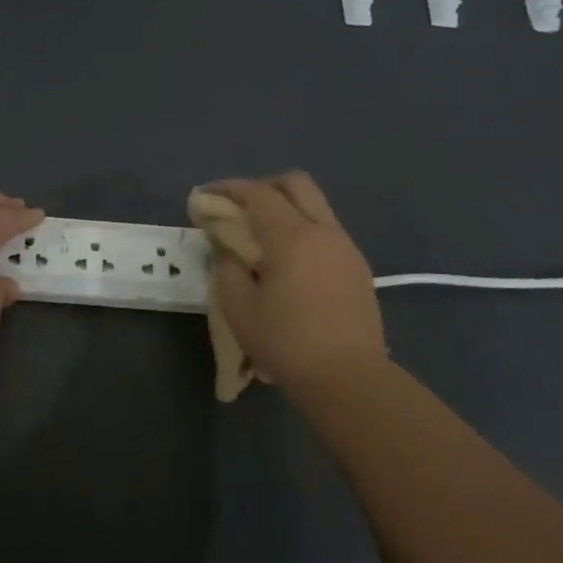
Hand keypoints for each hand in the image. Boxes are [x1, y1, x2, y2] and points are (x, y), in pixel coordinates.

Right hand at [205, 172, 386, 393]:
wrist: (348, 379)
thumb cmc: (286, 343)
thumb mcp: (238, 307)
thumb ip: (227, 267)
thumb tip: (227, 248)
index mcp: (292, 237)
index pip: (259, 193)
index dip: (229, 189)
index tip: (205, 196)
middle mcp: (324, 232)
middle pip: (296, 183)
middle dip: (262, 186)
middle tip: (238, 208)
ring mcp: (346, 248)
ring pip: (315, 206)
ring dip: (285, 208)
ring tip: (260, 236)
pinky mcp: (357, 268)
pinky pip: (326, 231)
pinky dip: (302, 229)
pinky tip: (287, 261)